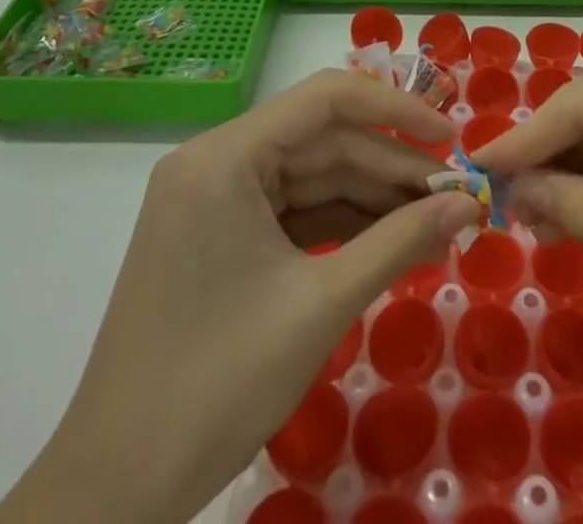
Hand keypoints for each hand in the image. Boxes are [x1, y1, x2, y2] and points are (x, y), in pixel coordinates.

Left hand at [0, 70, 480, 523]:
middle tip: (455, 196)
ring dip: (372, 197)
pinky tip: (389, 241)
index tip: (450, 137)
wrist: (114, 493)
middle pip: (321, 141)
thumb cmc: (216, 386)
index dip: (395, 110)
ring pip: (311, 177)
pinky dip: (341, 224)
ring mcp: (214, 199)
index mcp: (224, 157)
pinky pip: (292, 211)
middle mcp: (215, 162)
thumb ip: (399, 242)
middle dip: (391, 167)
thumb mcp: (320, 305)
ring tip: (434, 221)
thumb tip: (468, 206)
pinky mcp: (218, 236)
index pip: (324, 99)